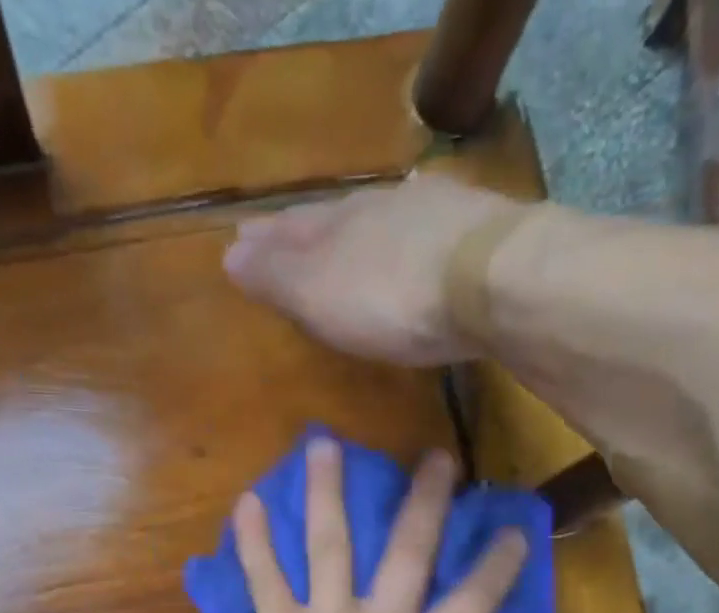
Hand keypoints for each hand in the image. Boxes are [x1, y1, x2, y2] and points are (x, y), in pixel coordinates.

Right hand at [223, 175, 525, 365]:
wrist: (488, 280)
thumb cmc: (390, 298)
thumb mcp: (319, 294)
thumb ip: (276, 276)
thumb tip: (230, 255)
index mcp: (336, 225)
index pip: (289, 230)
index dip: (265, 240)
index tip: (241, 240)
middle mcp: (378, 209)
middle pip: (331, 219)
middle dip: (304, 232)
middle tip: (281, 235)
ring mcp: (428, 216)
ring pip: (376, 221)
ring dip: (354, 232)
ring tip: (340, 238)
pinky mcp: (471, 234)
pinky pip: (420, 232)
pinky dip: (403, 239)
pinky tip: (409, 241)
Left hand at [236, 437, 529, 612]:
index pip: (475, 597)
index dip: (499, 563)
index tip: (514, 530)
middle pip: (408, 549)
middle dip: (426, 500)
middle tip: (436, 458)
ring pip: (329, 545)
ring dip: (328, 492)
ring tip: (323, 446)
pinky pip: (265, 580)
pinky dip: (254, 542)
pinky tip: (247, 502)